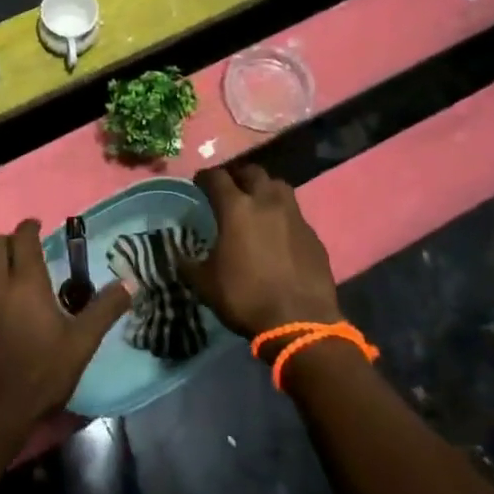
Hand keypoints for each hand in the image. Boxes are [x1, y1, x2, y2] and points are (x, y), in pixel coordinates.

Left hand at [0, 220, 132, 454]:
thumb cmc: (40, 374)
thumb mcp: (81, 344)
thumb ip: (104, 310)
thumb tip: (130, 284)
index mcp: (26, 282)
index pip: (23, 238)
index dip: (30, 227)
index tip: (39, 226)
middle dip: (11, 240)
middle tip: (27, 250)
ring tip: (9, 273)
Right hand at [180, 164, 341, 338]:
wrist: (300, 321)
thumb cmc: (245, 297)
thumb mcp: (205, 284)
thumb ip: (189, 264)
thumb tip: (180, 257)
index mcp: (236, 209)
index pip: (216, 177)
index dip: (204, 177)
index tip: (198, 182)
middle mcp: (267, 202)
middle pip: (253, 172)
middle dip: (238, 176)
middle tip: (230, 188)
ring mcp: (295, 217)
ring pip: (279, 187)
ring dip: (265, 189)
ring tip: (256, 203)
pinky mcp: (313, 235)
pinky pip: (295, 214)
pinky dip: (283, 216)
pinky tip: (278, 233)